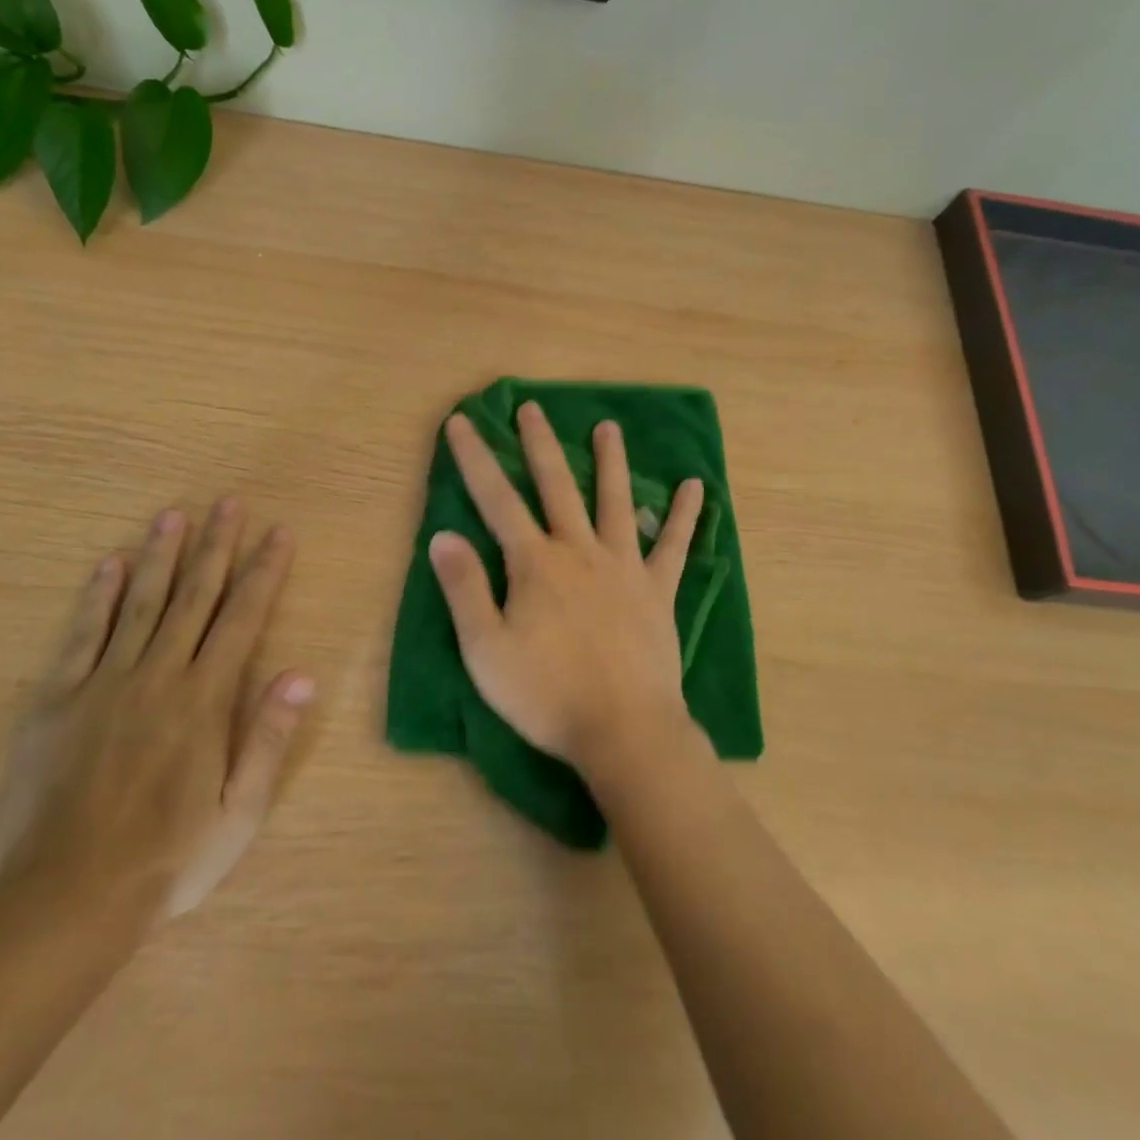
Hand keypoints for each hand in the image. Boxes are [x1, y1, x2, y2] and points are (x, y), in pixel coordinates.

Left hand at [0, 499, 314, 937]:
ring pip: (141, 603)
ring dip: (162, 555)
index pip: (243, 618)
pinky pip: (82, 635)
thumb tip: (302, 673)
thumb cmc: (168, 860)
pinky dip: (98, 596)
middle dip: (217, 545)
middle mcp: (159, 675)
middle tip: (229, 502)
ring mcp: (104, 682)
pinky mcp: (58, 699)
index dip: (264, 571)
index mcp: (204, 699)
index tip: (278, 532)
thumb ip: (268, 737)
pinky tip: (110, 564)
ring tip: (175, 515)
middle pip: (195, 596)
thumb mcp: (238, 812)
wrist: (65, 903)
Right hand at [427, 402, 703, 780]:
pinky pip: (674, 546)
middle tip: (532, 408)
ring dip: (610, 462)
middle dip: (539, 444)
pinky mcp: (657, 591)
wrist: (624, 732)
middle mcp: (579, 551)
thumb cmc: (547, 695)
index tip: (462, 421)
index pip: (496, 499)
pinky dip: (684, 516)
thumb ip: (464, 589)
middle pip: (557, 486)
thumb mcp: (486, 650)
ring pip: (615, 502)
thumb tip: (443, 535)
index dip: (475, 458)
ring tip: (608, 427)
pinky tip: (696, 488)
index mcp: (535, 563)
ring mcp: (624, 567)